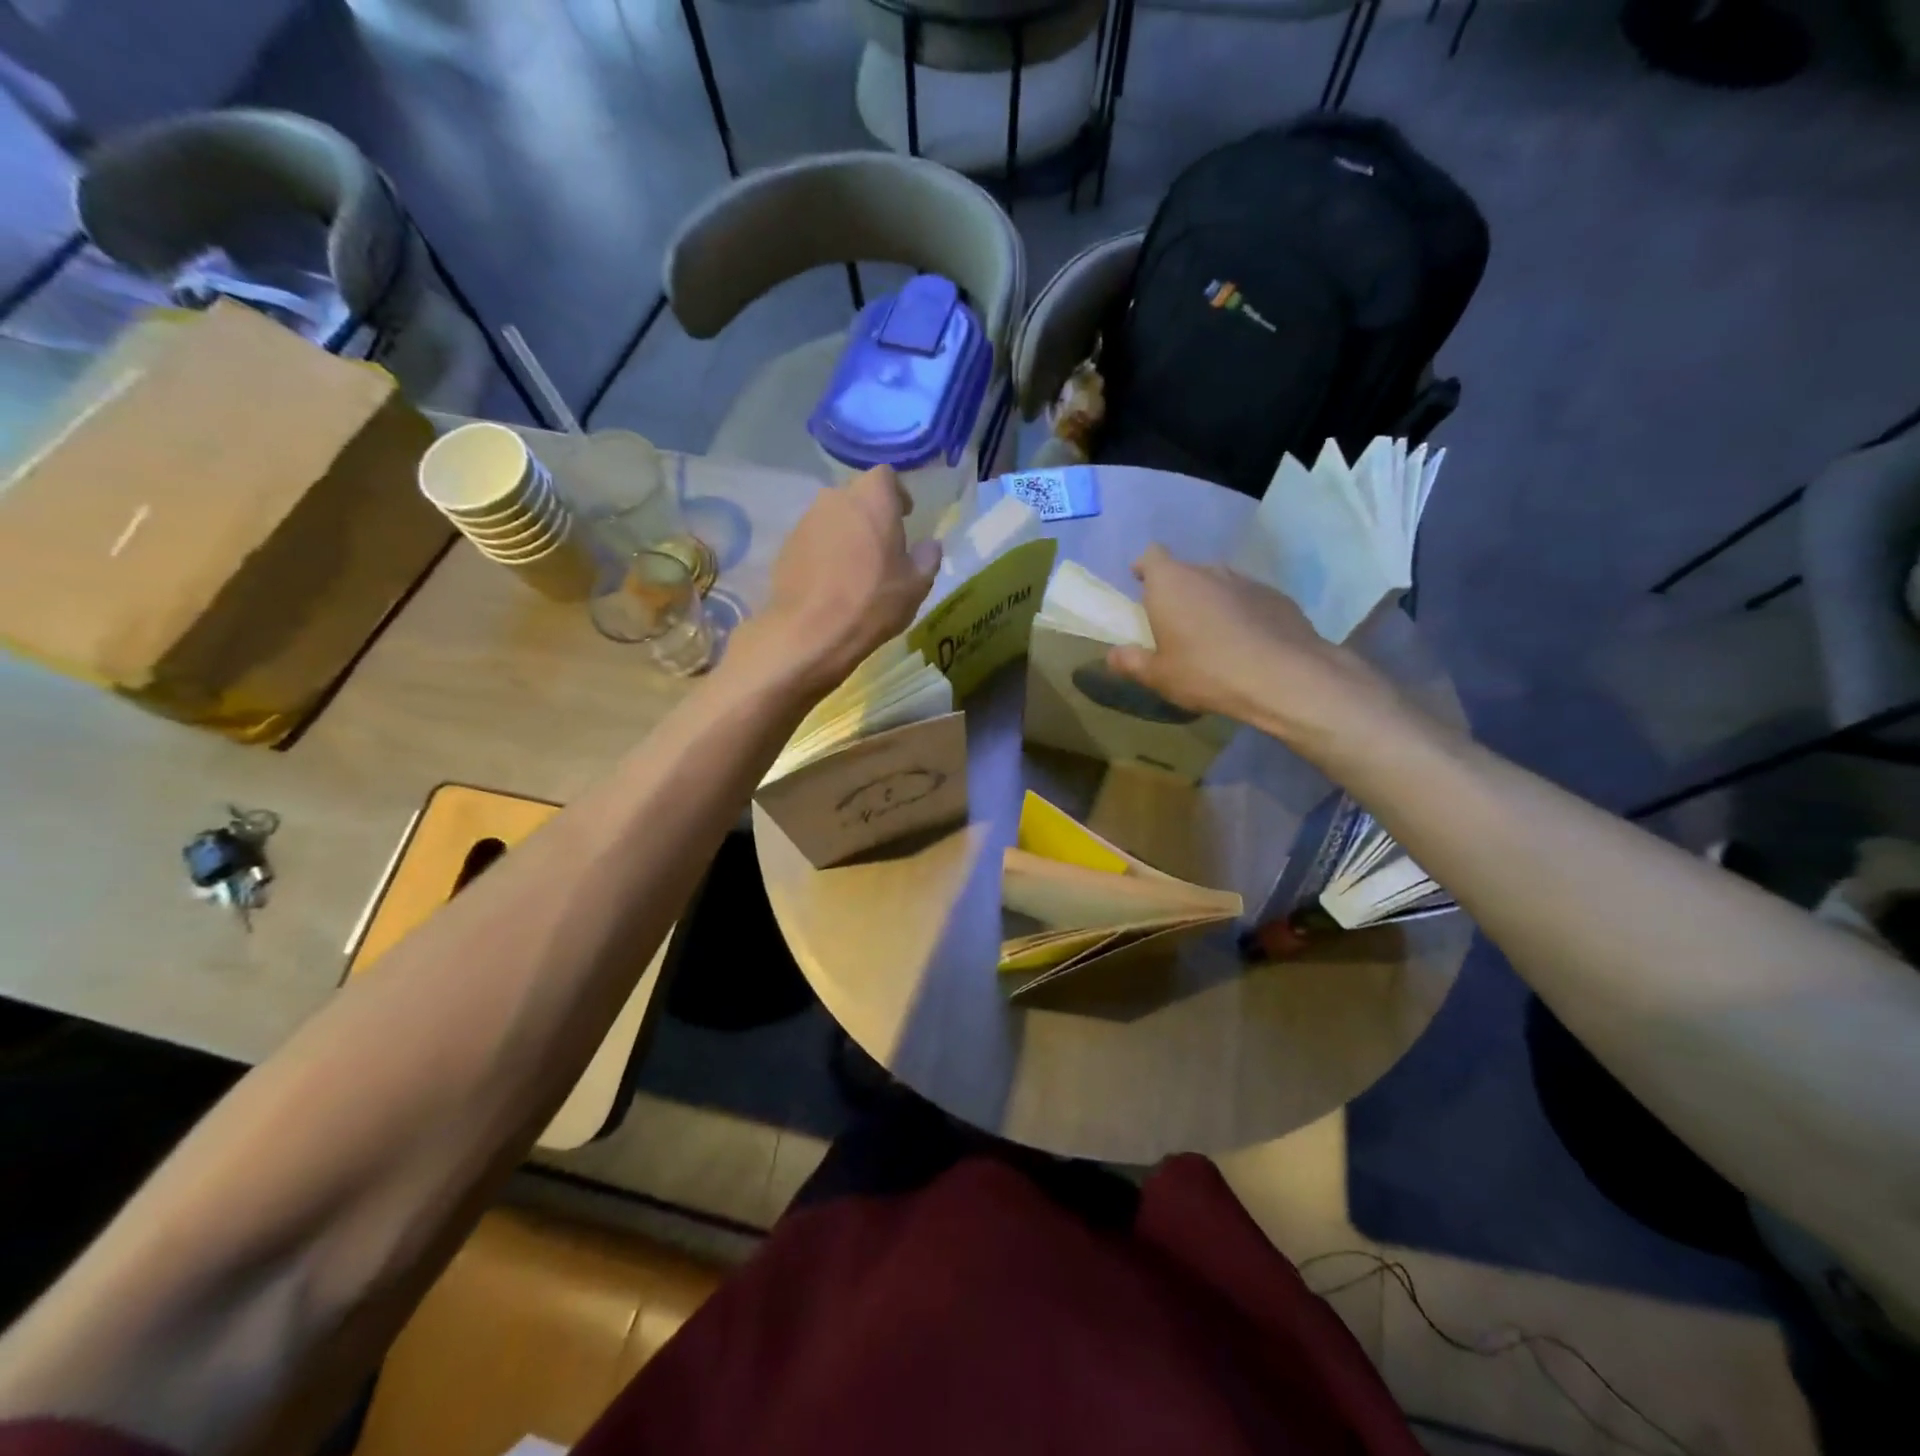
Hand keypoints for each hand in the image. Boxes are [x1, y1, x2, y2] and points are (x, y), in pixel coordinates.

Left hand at [738, 466, 941, 694]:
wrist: (811, 632)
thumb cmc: (872, 602)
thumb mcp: (916, 585)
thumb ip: (927, 558)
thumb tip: (929, 545)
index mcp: (872, 499)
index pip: (886, 476)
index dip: (897, 493)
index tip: (905, 516)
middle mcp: (835, 498)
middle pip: (856, 496)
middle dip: (870, 514)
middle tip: (882, 544)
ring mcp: (806, 521)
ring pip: (833, 517)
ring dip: (846, 533)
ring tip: (856, 566)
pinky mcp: (786, 545)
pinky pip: (813, 539)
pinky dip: (825, 551)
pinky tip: (832, 581)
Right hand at [1105, 545, 1402, 758]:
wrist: (1284, 676)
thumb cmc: (1206, 672)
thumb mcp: (1159, 676)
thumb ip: (1132, 662)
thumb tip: (1113, 655)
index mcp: (1171, 583)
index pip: (1152, 555)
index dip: (1145, 568)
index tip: (1141, 585)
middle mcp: (1208, 571)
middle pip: (1186, 572)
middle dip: (1178, 592)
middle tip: (1175, 625)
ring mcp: (1246, 580)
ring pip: (1219, 584)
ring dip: (1212, 603)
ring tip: (1213, 638)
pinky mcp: (1277, 596)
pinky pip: (1248, 600)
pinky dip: (1242, 614)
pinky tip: (1247, 645)